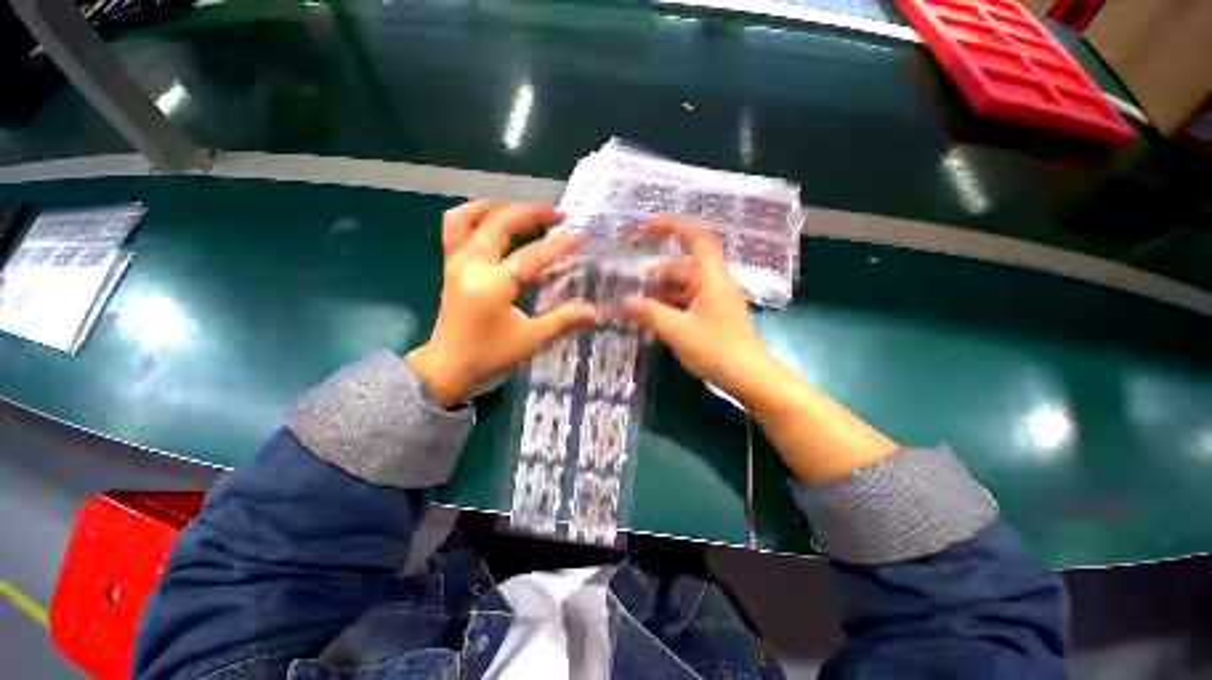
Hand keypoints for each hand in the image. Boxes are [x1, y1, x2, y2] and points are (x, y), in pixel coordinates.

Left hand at [407, 201, 598, 405]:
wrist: (446, 369)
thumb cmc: (489, 356)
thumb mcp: (532, 340)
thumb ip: (564, 320)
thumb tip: (595, 310)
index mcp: (492, 284)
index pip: (532, 255)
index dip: (559, 245)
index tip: (581, 235)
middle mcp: (471, 264)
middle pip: (499, 222)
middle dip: (531, 212)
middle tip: (557, 214)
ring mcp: (456, 262)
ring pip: (468, 216)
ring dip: (498, 207)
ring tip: (522, 211)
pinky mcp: (450, 267)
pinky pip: (456, 228)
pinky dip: (477, 217)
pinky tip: (496, 224)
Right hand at [620, 217, 773, 402]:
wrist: (748, 377)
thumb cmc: (716, 349)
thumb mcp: (677, 330)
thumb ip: (647, 313)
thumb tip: (621, 302)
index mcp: (710, 276)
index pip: (694, 238)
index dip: (670, 227)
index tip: (643, 228)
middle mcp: (713, 282)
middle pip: (677, 270)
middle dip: (652, 282)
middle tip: (630, 298)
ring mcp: (712, 299)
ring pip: (678, 290)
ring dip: (657, 301)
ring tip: (637, 318)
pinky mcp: (710, 315)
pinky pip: (684, 305)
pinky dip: (668, 312)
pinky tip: (652, 329)